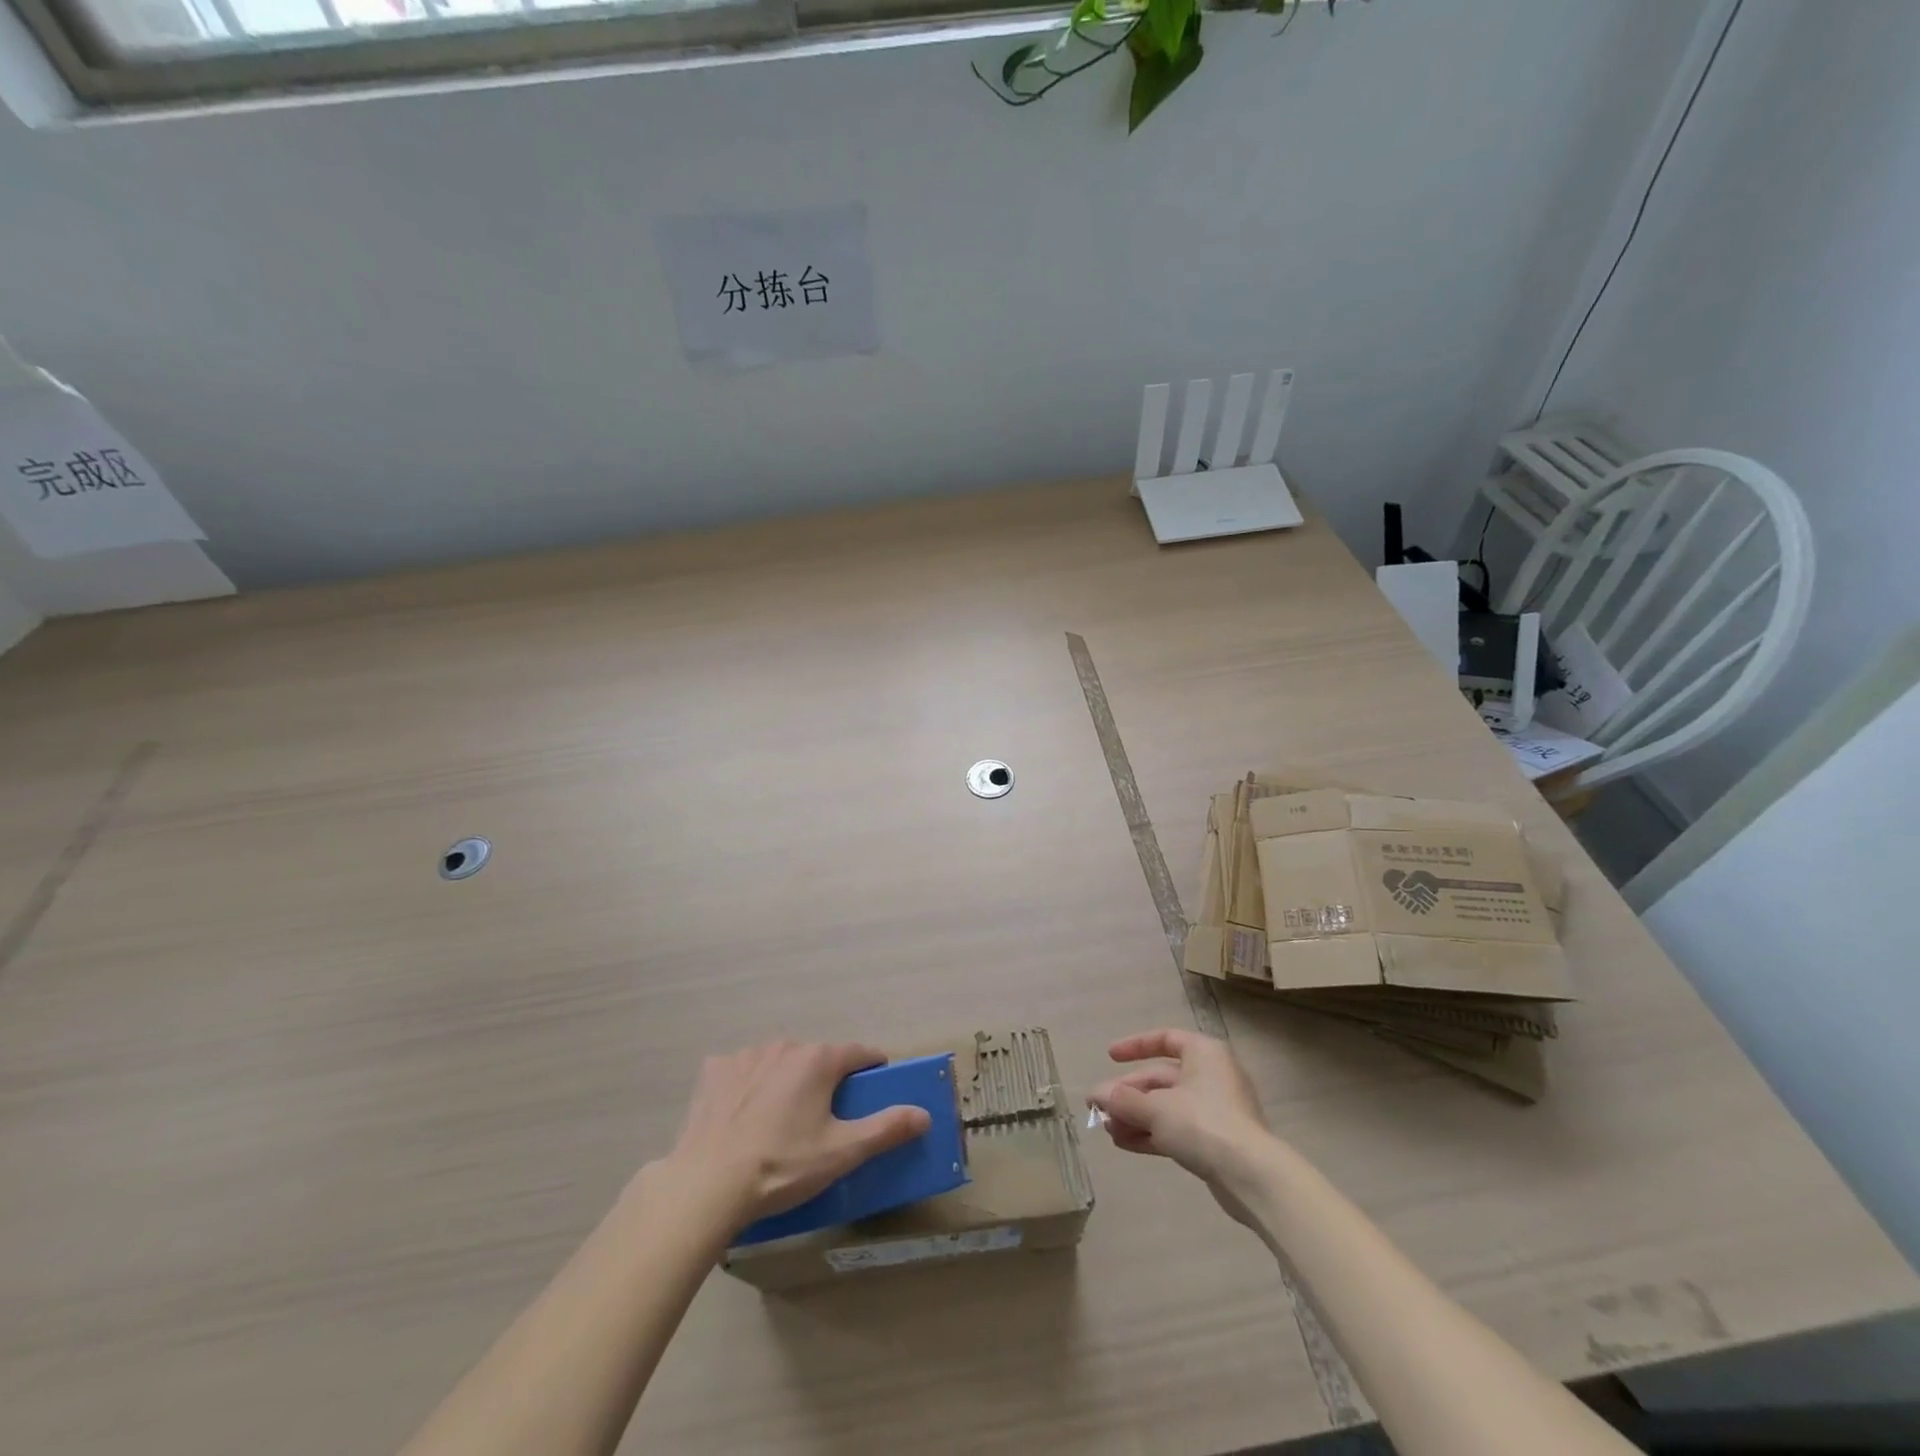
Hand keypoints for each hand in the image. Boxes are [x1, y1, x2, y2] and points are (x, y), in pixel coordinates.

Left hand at [652, 1041, 931, 1234]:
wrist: (706, 1185)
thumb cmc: (781, 1166)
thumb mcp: (841, 1153)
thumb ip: (886, 1128)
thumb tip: (924, 1114)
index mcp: (819, 1059)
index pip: (860, 1052)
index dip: (873, 1068)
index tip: (876, 1087)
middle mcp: (785, 1045)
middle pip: (817, 1057)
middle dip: (826, 1080)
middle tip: (824, 1120)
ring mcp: (746, 1055)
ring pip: (780, 1062)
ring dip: (787, 1081)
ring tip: (780, 1123)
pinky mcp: (714, 1071)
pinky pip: (743, 1071)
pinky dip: (749, 1086)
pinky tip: (743, 1117)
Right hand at [1088, 1029, 1271, 1226]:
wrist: (1252, 1177)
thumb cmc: (1203, 1123)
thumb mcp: (1156, 1108)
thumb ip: (1122, 1100)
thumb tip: (1095, 1095)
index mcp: (1203, 1053)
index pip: (1165, 1039)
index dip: (1135, 1046)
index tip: (1110, 1057)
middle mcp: (1211, 1075)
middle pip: (1161, 1078)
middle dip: (1128, 1094)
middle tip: (1098, 1107)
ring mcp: (1216, 1110)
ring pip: (1167, 1106)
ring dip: (1136, 1116)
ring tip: (1107, 1129)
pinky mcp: (1216, 1140)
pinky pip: (1176, 1129)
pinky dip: (1151, 1133)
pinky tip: (1124, 1143)